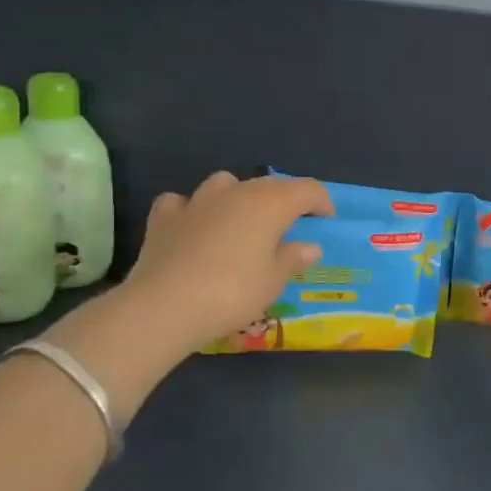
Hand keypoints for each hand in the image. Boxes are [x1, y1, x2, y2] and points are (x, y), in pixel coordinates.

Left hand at [119, 172, 333, 355]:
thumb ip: (292, 259)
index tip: (326, 220)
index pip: (307, 189)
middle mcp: (236, 192)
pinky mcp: (164, 217)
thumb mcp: (273, 281)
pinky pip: (183, 202)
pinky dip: (193, 210)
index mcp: (270, 204)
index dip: (321, 202)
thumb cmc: (232, 293)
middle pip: (269, 184)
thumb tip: (309, 247)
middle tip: (290, 227)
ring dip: (238, 197)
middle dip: (284, 200)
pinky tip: (194, 227)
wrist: (164, 306)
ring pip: (226, 183)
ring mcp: (197, 201)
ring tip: (241, 222)